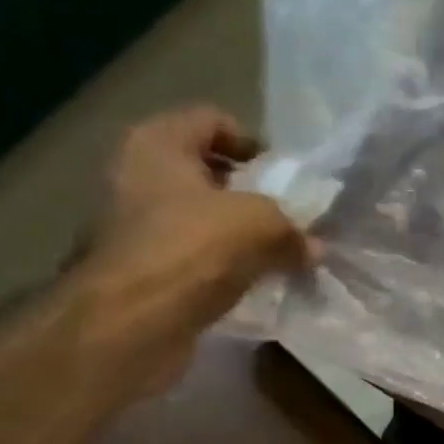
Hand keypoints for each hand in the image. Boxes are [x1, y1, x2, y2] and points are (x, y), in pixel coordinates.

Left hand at [87, 105, 317, 332]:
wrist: (132, 323)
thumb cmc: (192, 250)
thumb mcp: (262, 225)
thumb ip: (293, 229)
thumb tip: (313, 248)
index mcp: (157, 142)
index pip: (212, 120)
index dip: (252, 143)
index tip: (284, 178)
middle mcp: (135, 174)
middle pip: (203, 171)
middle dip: (247, 194)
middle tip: (285, 219)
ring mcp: (131, 225)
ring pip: (198, 218)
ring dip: (235, 236)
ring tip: (273, 256)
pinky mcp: (137, 270)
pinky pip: (190, 257)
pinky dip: (219, 268)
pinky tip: (248, 285)